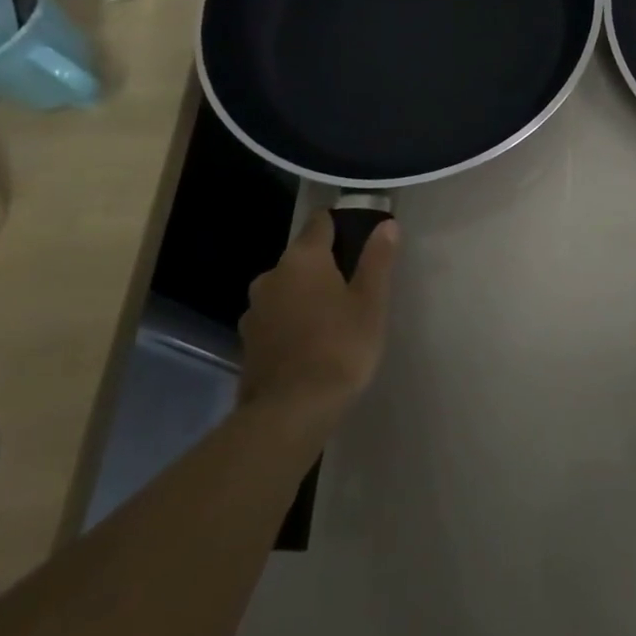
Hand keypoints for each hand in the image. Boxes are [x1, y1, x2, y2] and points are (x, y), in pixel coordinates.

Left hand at [238, 209, 396, 425]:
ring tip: (334, 315)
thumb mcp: (371, 301)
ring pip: (287, 288)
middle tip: (354, 283)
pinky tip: (311, 340)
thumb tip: (387, 224)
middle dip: (324, 264)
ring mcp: (254, 310)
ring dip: (306, 294)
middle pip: (302, 256)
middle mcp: (271, 276)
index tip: (359, 236)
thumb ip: (377, 259)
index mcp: (302, 259)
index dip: (340, 224)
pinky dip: (292, 319)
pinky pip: (276, 316)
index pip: (320, 222)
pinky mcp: (248, 341)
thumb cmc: (340, 347)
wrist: (291, 412)